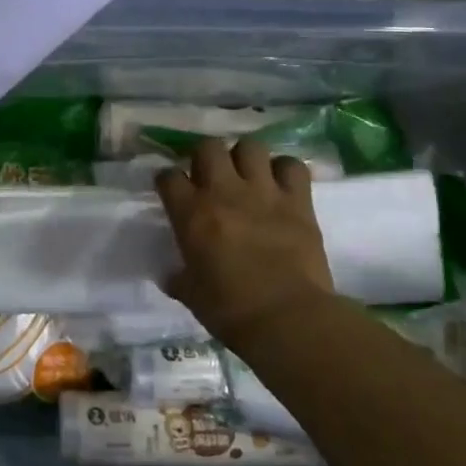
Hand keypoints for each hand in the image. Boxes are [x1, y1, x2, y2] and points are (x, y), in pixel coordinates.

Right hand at [155, 137, 334, 347]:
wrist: (287, 318)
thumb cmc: (230, 310)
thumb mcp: (191, 295)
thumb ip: (179, 278)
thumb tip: (171, 276)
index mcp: (191, 214)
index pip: (168, 176)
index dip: (168, 180)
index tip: (172, 190)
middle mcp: (223, 192)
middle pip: (208, 148)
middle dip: (206, 157)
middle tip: (210, 177)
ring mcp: (263, 192)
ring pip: (250, 146)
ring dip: (245, 157)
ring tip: (247, 175)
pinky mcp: (298, 201)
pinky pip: (292, 166)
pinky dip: (285, 170)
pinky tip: (281, 184)